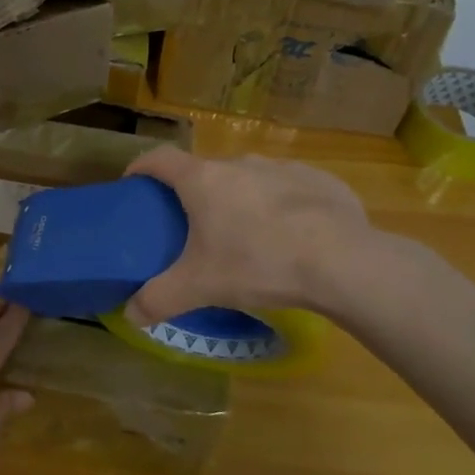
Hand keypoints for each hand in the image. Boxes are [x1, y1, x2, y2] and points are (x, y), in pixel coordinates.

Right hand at [124, 146, 382, 325]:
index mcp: (203, 180)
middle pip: (205, 170)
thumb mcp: (201, 287)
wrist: (343, 262)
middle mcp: (240, 163)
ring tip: (246, 232)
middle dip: (195, 193)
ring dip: (240, 198)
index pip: (159, 159)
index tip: (133, 183)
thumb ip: (160, 299)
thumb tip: (130, 315)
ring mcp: (282, 168)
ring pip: (248, 178)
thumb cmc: (258, 263)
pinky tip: (292, 235)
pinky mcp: (320, 180)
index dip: (141, 167)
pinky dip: (281, 205)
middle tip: (194, 225)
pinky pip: (289, 188)